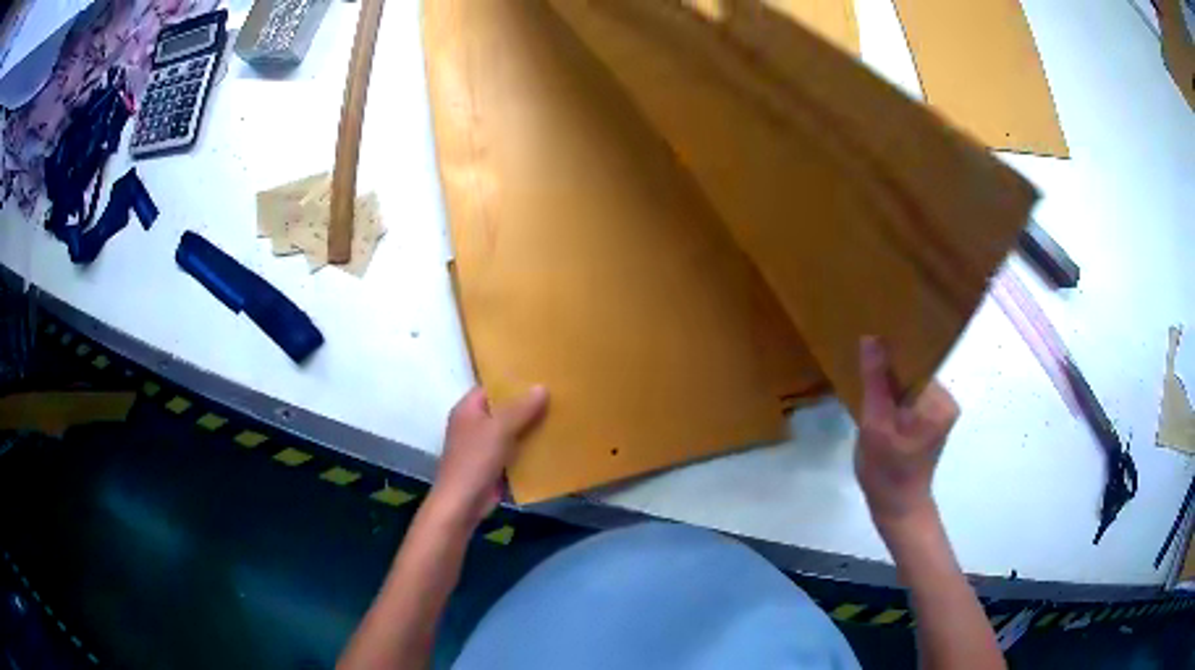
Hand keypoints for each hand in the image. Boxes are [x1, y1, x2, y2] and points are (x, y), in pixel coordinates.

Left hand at [428, 386, 548, 526]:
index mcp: (468, 409)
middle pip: (503, 408)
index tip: (541, 375)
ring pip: (510, 430)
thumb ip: (520, 409)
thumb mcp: (499, 430)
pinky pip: (513, 450)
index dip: (514, 380)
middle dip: (527, 405)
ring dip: (530, 427)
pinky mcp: (492, 464)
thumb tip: (542, 387)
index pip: (492, 386)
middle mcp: (474, 423)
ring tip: (560, 416)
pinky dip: (528, 447)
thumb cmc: (475, 461)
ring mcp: (482, 445)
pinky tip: (551, 444)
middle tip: (557, 395)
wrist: (462, 504)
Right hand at [855, 337, 958, 529]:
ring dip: (890, 385)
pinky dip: (894, 398)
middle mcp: (945, 401)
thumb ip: (876, 381)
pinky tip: (878, 404)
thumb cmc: (886, 471)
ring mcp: (940, 411)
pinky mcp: (932, 420)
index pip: (916, 361)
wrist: (897, 508)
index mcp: (939, 401)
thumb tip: (871, 337)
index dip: (893, 350)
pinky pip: (910, 397)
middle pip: (914, 371)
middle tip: (862, 366)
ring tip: (867, 384)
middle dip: (889, 369)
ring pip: (910, 384)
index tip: (869, 342)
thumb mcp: (874, 425)